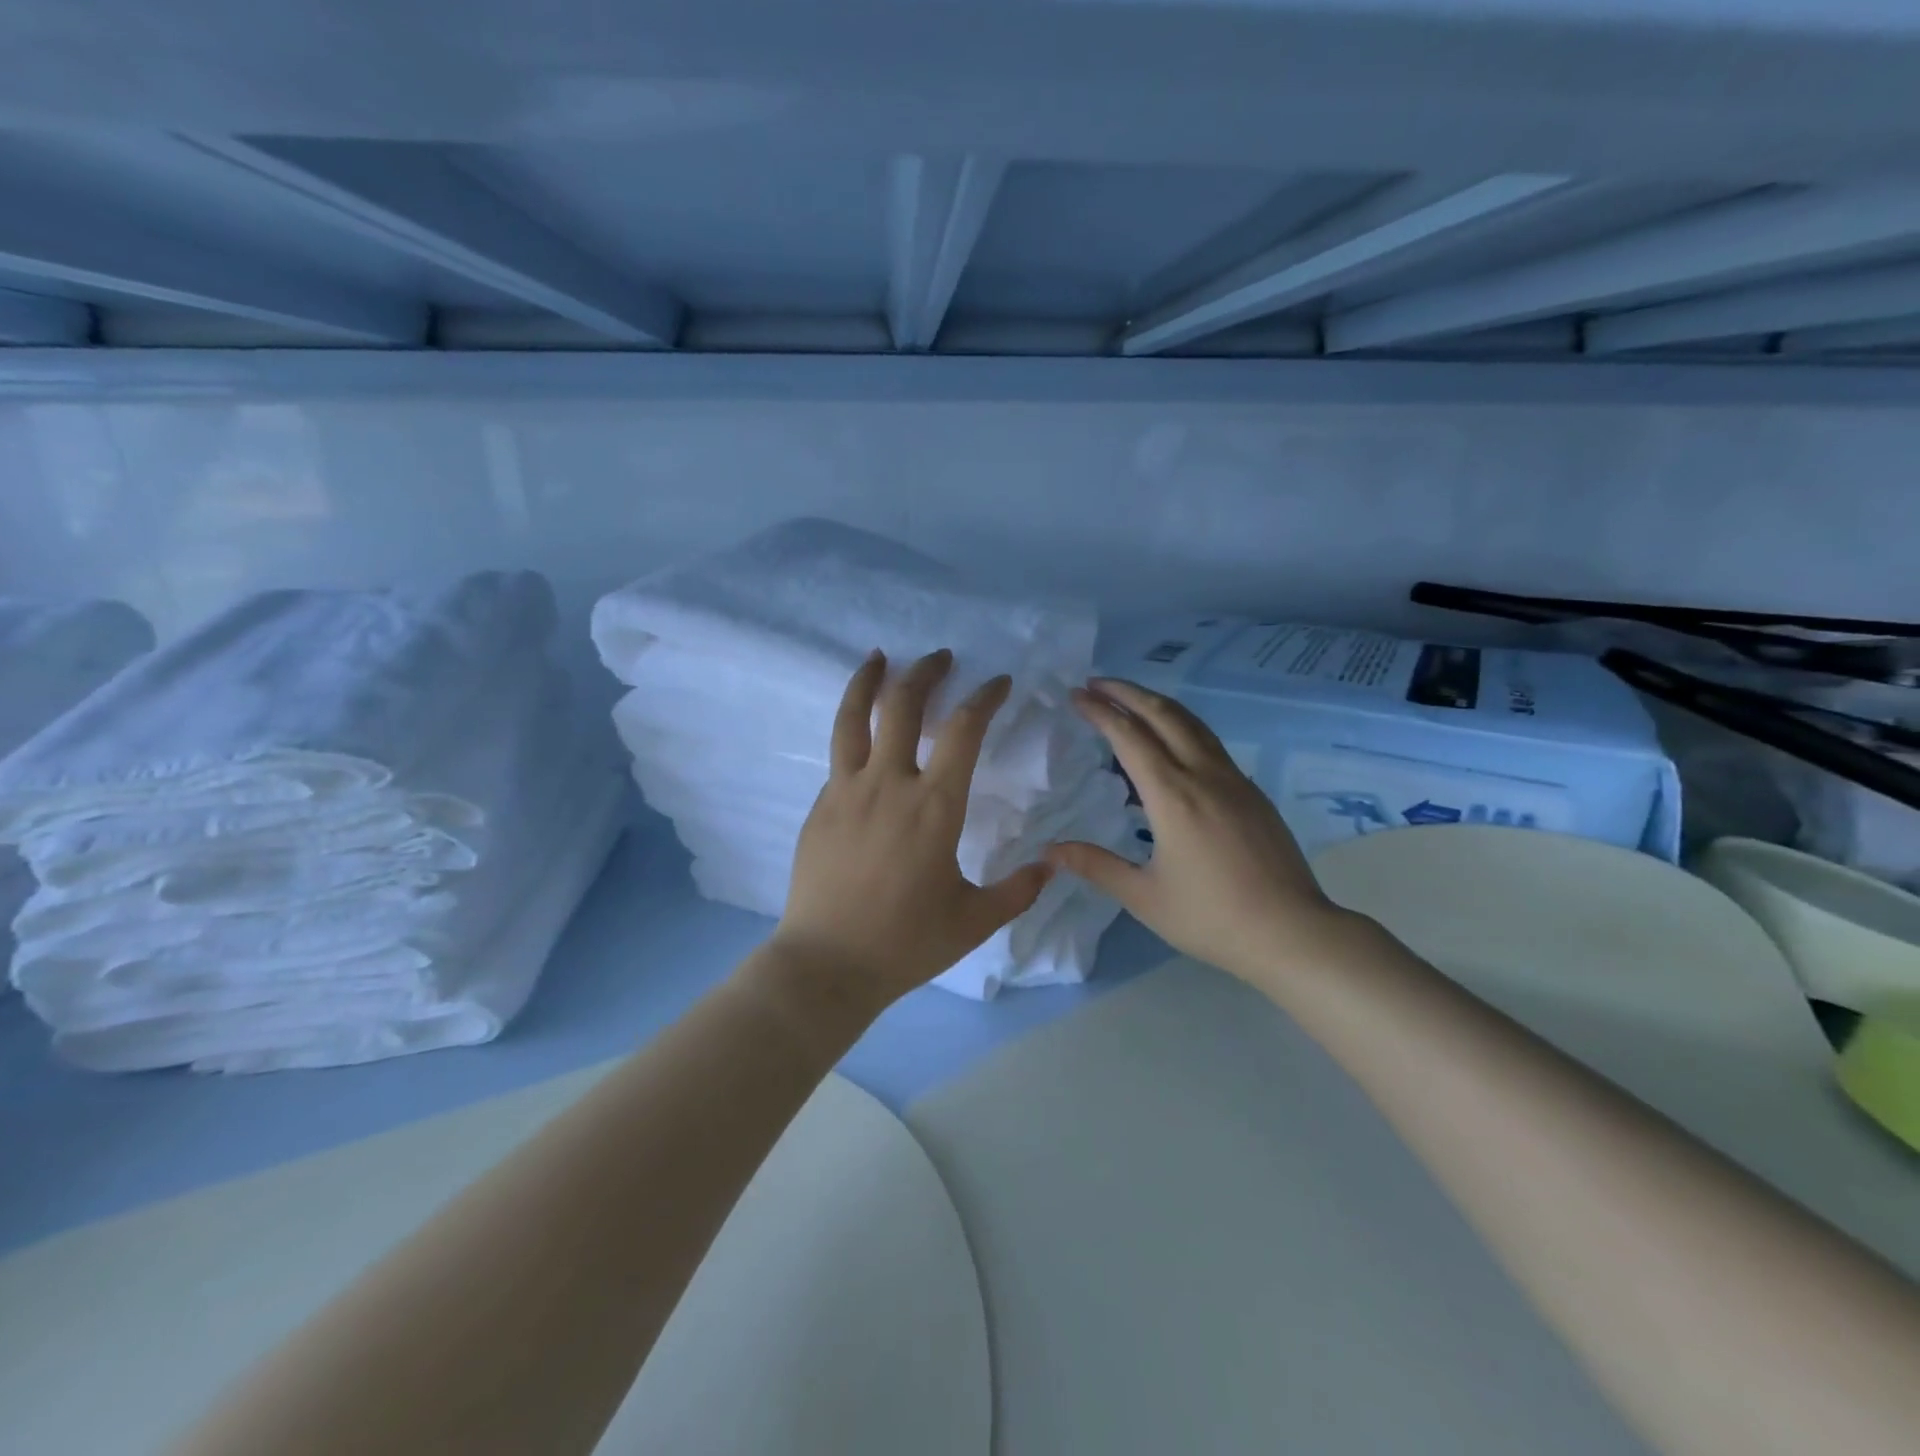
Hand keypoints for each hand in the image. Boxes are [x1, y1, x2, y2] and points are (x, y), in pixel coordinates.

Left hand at [767, 648, 1053, 1007]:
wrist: (828, 963)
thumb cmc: (906, 942)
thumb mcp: (975, 920)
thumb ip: (1018, 890)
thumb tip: (1052, 865)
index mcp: (934, 806)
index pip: (964, 730)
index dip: (984, 697)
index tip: (998, 682)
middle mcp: (889, 784)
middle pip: (903, 705)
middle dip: (925, 672)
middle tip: (941, 657)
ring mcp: (847, 791)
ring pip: (854, 717)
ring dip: (868, 680)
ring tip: (877, 657)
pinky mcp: (820, 806)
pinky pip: (839, 755)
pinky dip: (853, 730)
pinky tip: (862, 735)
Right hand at [1045, 678, 1365, 990]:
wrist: (1291, 932)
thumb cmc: (1211, 917)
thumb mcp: (1143, 897)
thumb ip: (1096, 865)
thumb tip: (1049, 850)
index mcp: (1171, 796)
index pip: (1128, 737)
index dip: (1100, 711)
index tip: (1076, 694)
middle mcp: (1203, 775)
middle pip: (1163, 714)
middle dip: (1127, 692)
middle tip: (1096, 683)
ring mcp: (1233, 780)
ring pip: (1192, 723)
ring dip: (1157, 703)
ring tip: (1130, 699)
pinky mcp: (1252, 792)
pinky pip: (1210, 743)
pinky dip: (1181, 726)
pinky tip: (1172, 741)